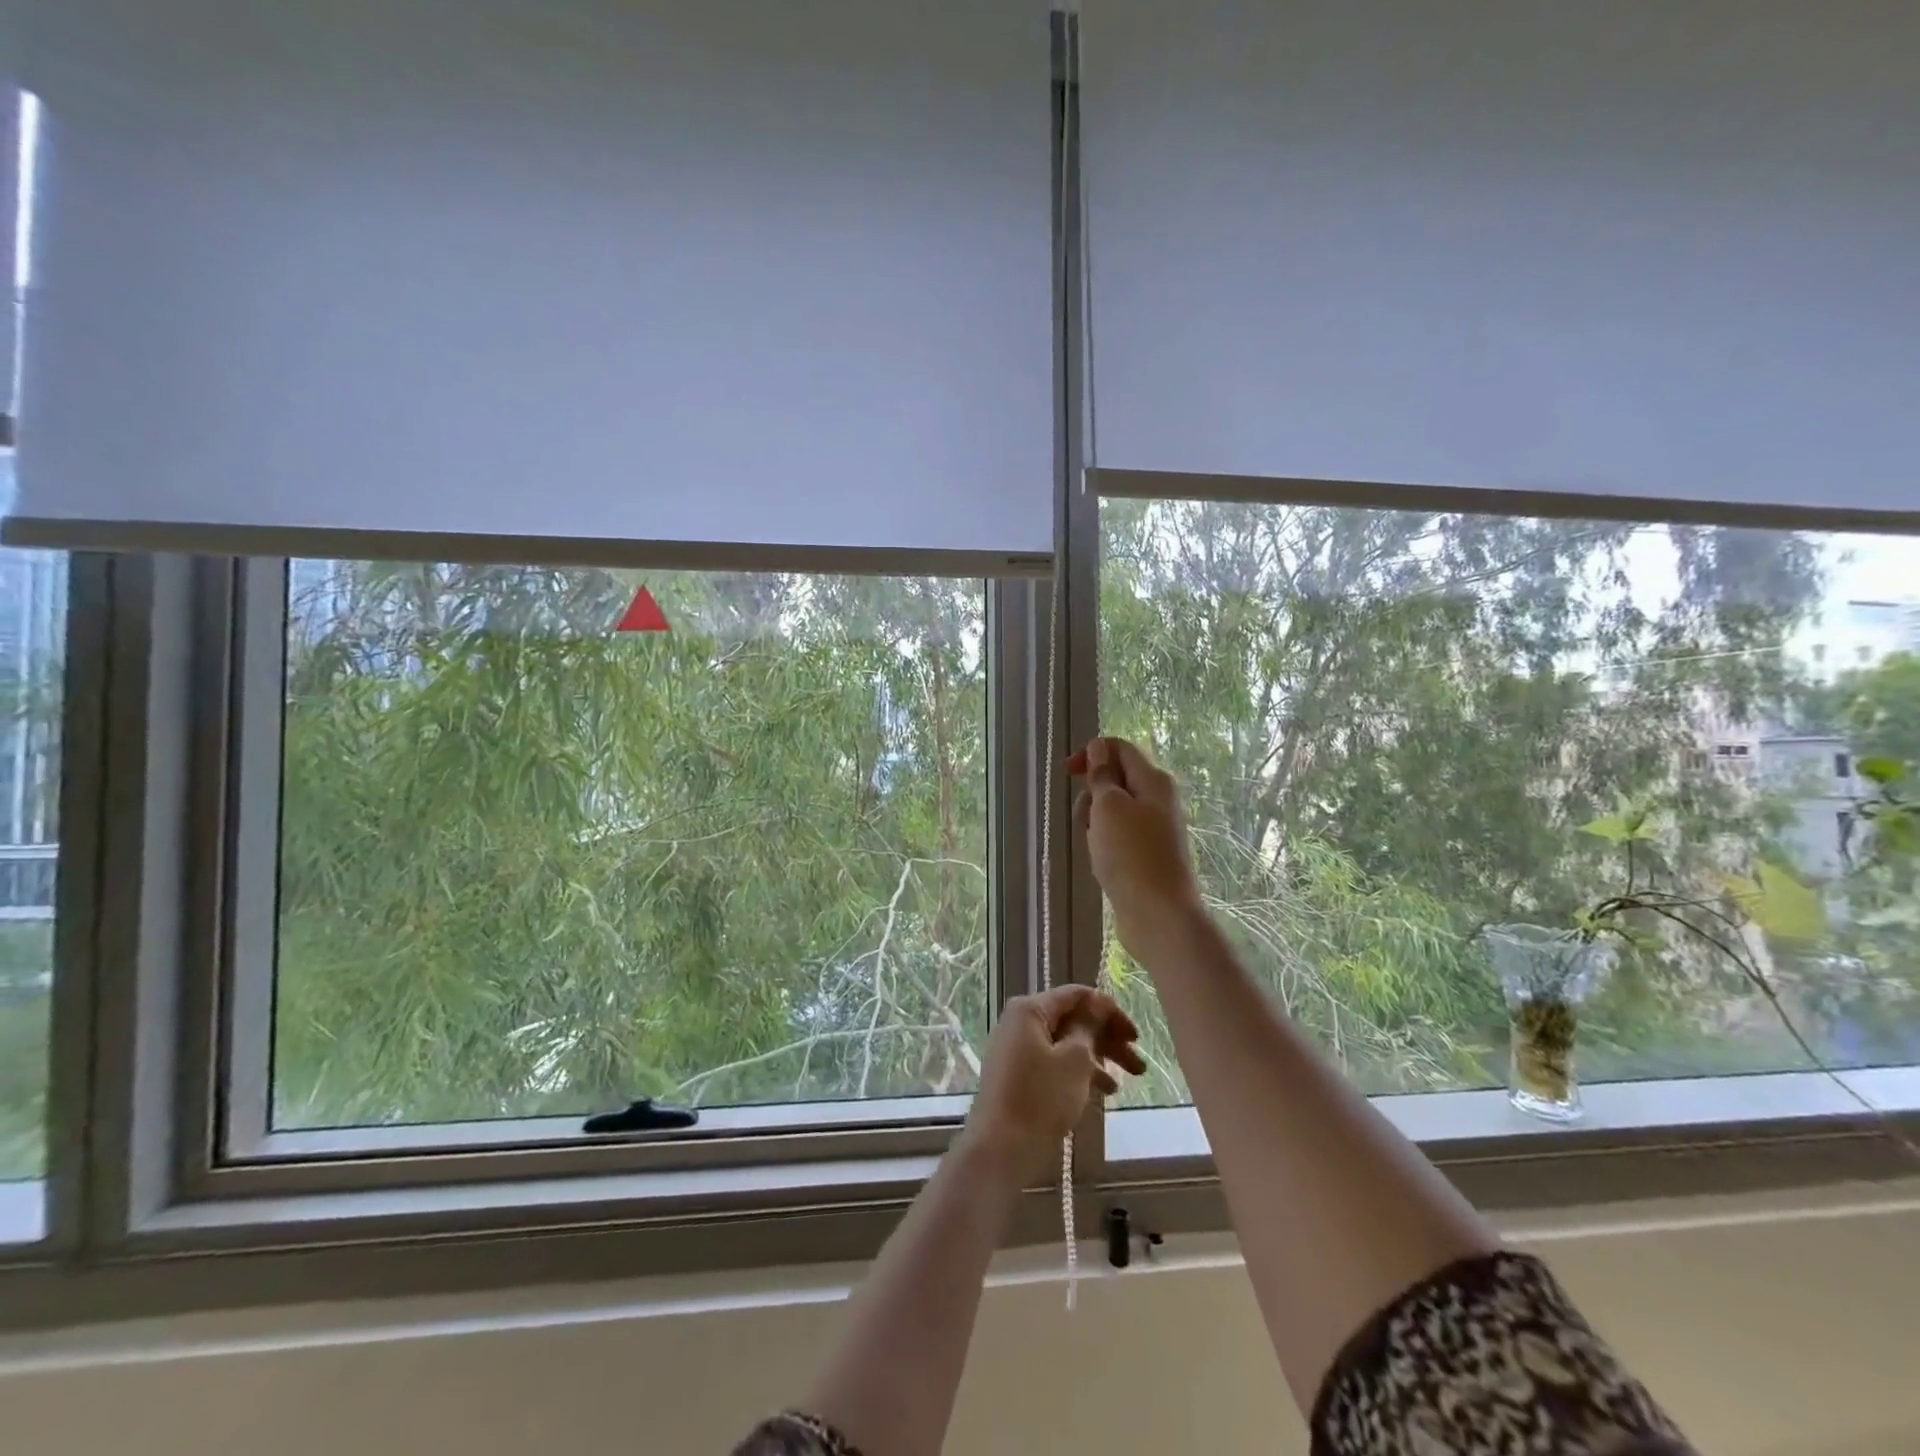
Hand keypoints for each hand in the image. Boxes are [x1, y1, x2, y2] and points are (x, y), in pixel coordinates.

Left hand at [964, 986, 1144, 1169]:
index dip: (1109, 1010)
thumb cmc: (1040, 1098)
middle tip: (1139, 1062)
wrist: (1000, 1149)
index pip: (1077, 995)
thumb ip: (1088, 1026)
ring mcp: (1018, 1049)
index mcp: (1030, 1009)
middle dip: (1108, 1038)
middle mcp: (1021, 1022)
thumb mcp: (1074, 1060)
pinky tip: (1105, 1090)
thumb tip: (1098, 1002)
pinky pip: (1055, 1062)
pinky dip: (1080, 1071)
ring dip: (1100, 1057)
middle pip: (1073, 1020)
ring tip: (1131, 1079)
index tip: (1135, 1035)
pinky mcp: (1019, 1074)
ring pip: (1067, 1044)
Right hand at [1068, 736, 1204, 948]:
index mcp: (1153, 781)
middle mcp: (1158, 800)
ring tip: (1093, 845)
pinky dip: (1103, 842)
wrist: (1158, 915)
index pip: (1121, 748)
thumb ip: (1103, 775)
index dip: (1092, 753)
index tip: (1068, 773)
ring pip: (1114, 810)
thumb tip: (1099, 747)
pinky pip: (1118, 836)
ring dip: (1094, 821)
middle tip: (1084, 817)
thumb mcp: (1109, 807)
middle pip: (1116, 779)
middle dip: (1091, 793)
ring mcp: (1154, 829)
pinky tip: (1101, 861)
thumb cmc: (1131, 855)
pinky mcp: (1147, 855)